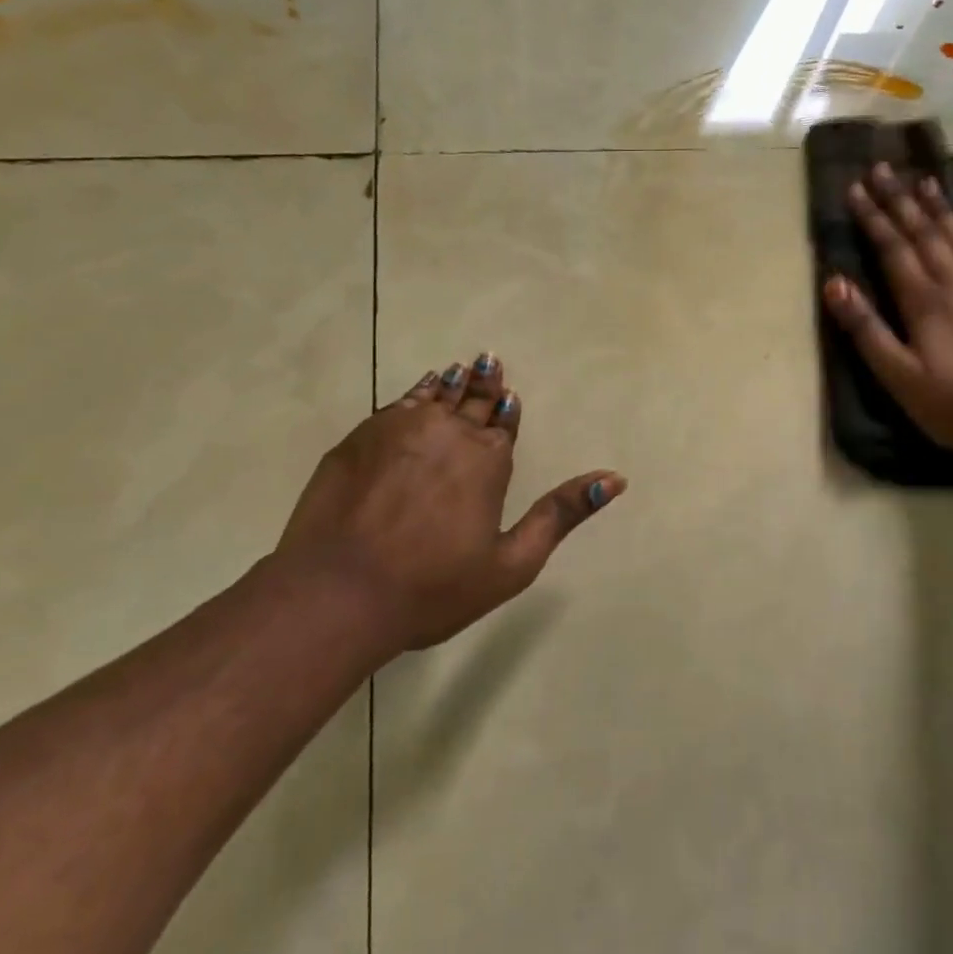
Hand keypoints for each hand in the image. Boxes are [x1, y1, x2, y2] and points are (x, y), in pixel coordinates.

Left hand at [271, 353, 623, 653]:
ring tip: (458, 368)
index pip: (504, 424)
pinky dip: (412, 394)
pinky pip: (396, 405)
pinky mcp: (359, 437)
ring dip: (449, 383)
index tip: (509, 394)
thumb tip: (615, 479)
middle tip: (487, 360)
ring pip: (433, 395)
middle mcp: (448, 432)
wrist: (337, 592)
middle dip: (483, 384)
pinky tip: (416, 391)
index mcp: (488, 460)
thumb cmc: (432, 587)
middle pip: (472, 401)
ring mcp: (399, 429)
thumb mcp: (511, 563)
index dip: (507, 410)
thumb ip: (561, 515)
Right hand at [822, 163, 952, 452]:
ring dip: (941, 207)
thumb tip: (835, 284)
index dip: (873, 217)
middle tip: (883, 168)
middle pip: (925, 232)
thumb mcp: (899, 377)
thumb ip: (867, 330)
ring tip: (926, 180)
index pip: (893, 248)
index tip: (855, 187)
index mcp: (925, 301)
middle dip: (901, 200)